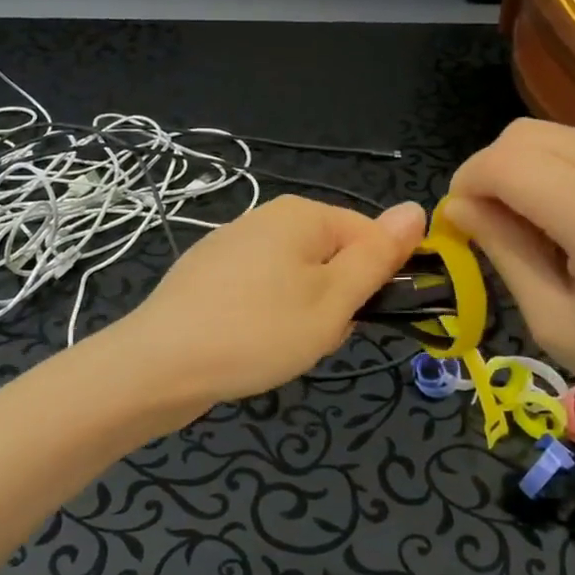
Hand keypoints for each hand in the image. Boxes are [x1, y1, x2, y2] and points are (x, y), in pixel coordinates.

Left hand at [120, 195, 426, 413]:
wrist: (158, 365)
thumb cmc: (257, 331)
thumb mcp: (332, 300)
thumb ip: (377, 256)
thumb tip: (416, 208)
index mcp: (301, 214)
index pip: (369, 236)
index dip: (373, 282)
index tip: (354, 319)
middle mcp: (265, 218)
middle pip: (331, 259)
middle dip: (334, 302)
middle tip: (312, 337)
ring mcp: (232, 246)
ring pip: (298, 282)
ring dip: (303, 317)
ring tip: (279, 348)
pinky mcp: (209, 276)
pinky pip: (262, 293)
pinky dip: (267, 320)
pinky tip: (250, 348)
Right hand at [447, 120, 574, 465]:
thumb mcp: (555, 323)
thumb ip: (503, 251)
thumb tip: (457, 207)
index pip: (504, 162)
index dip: (466, 183)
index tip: (459, 222)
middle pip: (527, 134)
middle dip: (492, 171)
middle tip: (492, 224)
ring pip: (559, 133)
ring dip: (529, 168)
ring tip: (538, 225)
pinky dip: (566, 168)